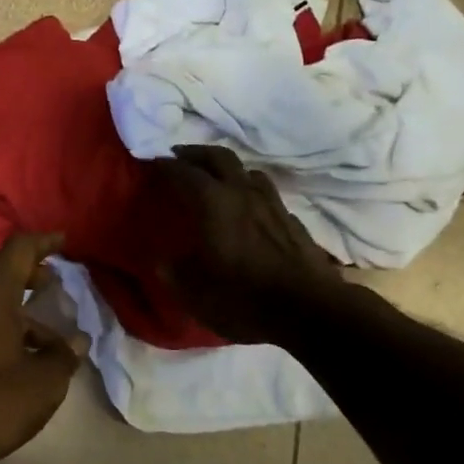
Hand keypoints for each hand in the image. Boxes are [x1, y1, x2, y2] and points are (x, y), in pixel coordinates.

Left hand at [0, 233, 89, 463]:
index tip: (64, 242)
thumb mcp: (44, 382)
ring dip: (14, 302)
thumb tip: (76, 342)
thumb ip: (64, 356)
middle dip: (24, 267)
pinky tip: (21, 353)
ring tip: (47, 334)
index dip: (43, 242)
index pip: (17, 249)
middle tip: (50, 280)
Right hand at [152, 145, 341, 345]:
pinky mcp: (291, 219)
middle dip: (195, 153)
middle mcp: (243, 193)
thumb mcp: (196, 295)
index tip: (152, 162)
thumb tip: (162, 262)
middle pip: (219, 157)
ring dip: (226, 168)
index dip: (166, 166)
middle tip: (179, 156)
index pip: (184, 173)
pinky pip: (265, 192)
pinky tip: (248, 206)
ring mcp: (272, 203)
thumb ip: (174, 274)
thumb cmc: (245, 299)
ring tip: (215, 177)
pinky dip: (249, 190)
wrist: (311, 310)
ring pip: (247, 171)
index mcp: (214, 204)